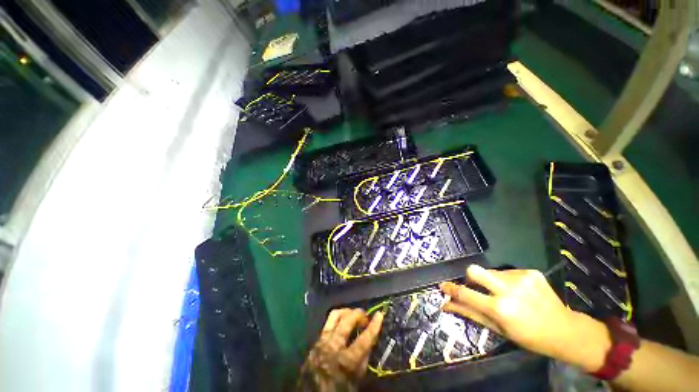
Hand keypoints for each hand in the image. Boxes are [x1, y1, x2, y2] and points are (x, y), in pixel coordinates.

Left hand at [297, 309, 383, 391]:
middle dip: (359, 314)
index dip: (374, 326)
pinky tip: (342, 322)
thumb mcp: (356, 381)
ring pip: (335, 315)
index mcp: (345, 361)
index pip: (364, 339)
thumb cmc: (338, 389)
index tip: (380, 314)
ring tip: (354, 315)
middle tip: (366, 316)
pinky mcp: (316, 340)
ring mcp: (322, 341)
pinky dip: (338, 318)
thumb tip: (370, 341)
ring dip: (347, 312)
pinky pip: (328, 322)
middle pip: (347, 321)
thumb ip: (363, 361)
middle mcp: (333, 347)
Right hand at [439, 265, 575, 359]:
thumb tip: (445, 305)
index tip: (442, 286)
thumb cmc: (528, 336)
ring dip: (491, 281)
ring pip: (491, 271)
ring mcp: (521, 278)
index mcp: (500, 309)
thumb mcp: (498, 329)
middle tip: (476, 286)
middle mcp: (509, 290)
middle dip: (470, 277)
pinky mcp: (531, 272)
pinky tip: (519, 291)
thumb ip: (470, 313)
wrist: (565, 330)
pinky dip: (506, 280)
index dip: (451, 289)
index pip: (465, 294)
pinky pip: (507, 271)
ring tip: (506, 294)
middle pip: (475, 270)